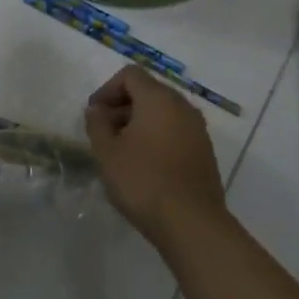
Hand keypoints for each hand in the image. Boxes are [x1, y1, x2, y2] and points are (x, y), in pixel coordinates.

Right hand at [85, 67, 228, 248]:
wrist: (192, 223)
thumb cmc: (143, 181)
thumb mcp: (107, 152)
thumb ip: (97, 124)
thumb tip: (97, 110)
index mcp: (159, 99)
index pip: (130, 75)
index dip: (107, 89)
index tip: (94, 114)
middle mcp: (182, 106)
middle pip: (148, 91)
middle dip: (122, 106)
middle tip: (104, 133)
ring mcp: (198, 129)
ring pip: (163, 113)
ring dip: (139, 123)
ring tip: (122, 151)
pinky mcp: (204, 151)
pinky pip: (175, 131)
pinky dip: (157, 137)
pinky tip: (144, 165)